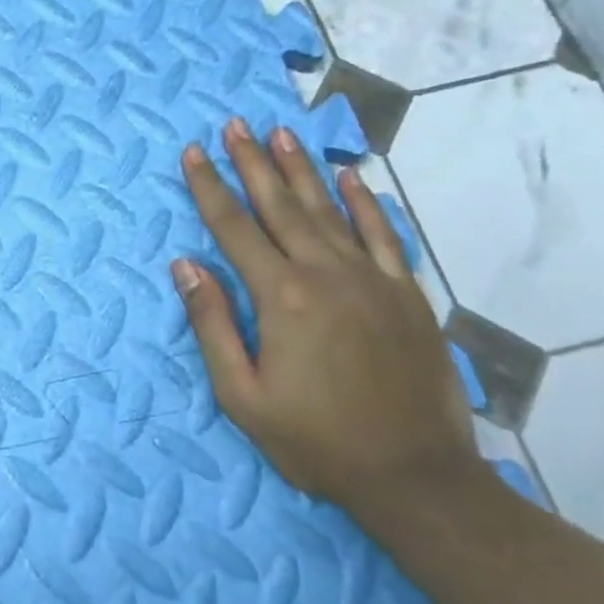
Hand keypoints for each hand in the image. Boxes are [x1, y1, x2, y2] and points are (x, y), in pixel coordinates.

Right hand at [172, 119, 479, 511]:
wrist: (418, 479)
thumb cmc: (318, 441)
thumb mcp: (243, 396)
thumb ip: (212, 324)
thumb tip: (186, 265)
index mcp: (281, 296)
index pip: (234, 227)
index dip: (209, 186)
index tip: (193, 152)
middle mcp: (325, 273)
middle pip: (279, 205)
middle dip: (252, 161)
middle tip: (235, 124)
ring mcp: (371, 279)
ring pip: (328, 209)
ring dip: (301, 169)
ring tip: (281, 133)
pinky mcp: (406, 294)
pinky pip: (384, 235)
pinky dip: (366, 202)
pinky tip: (351, 177)